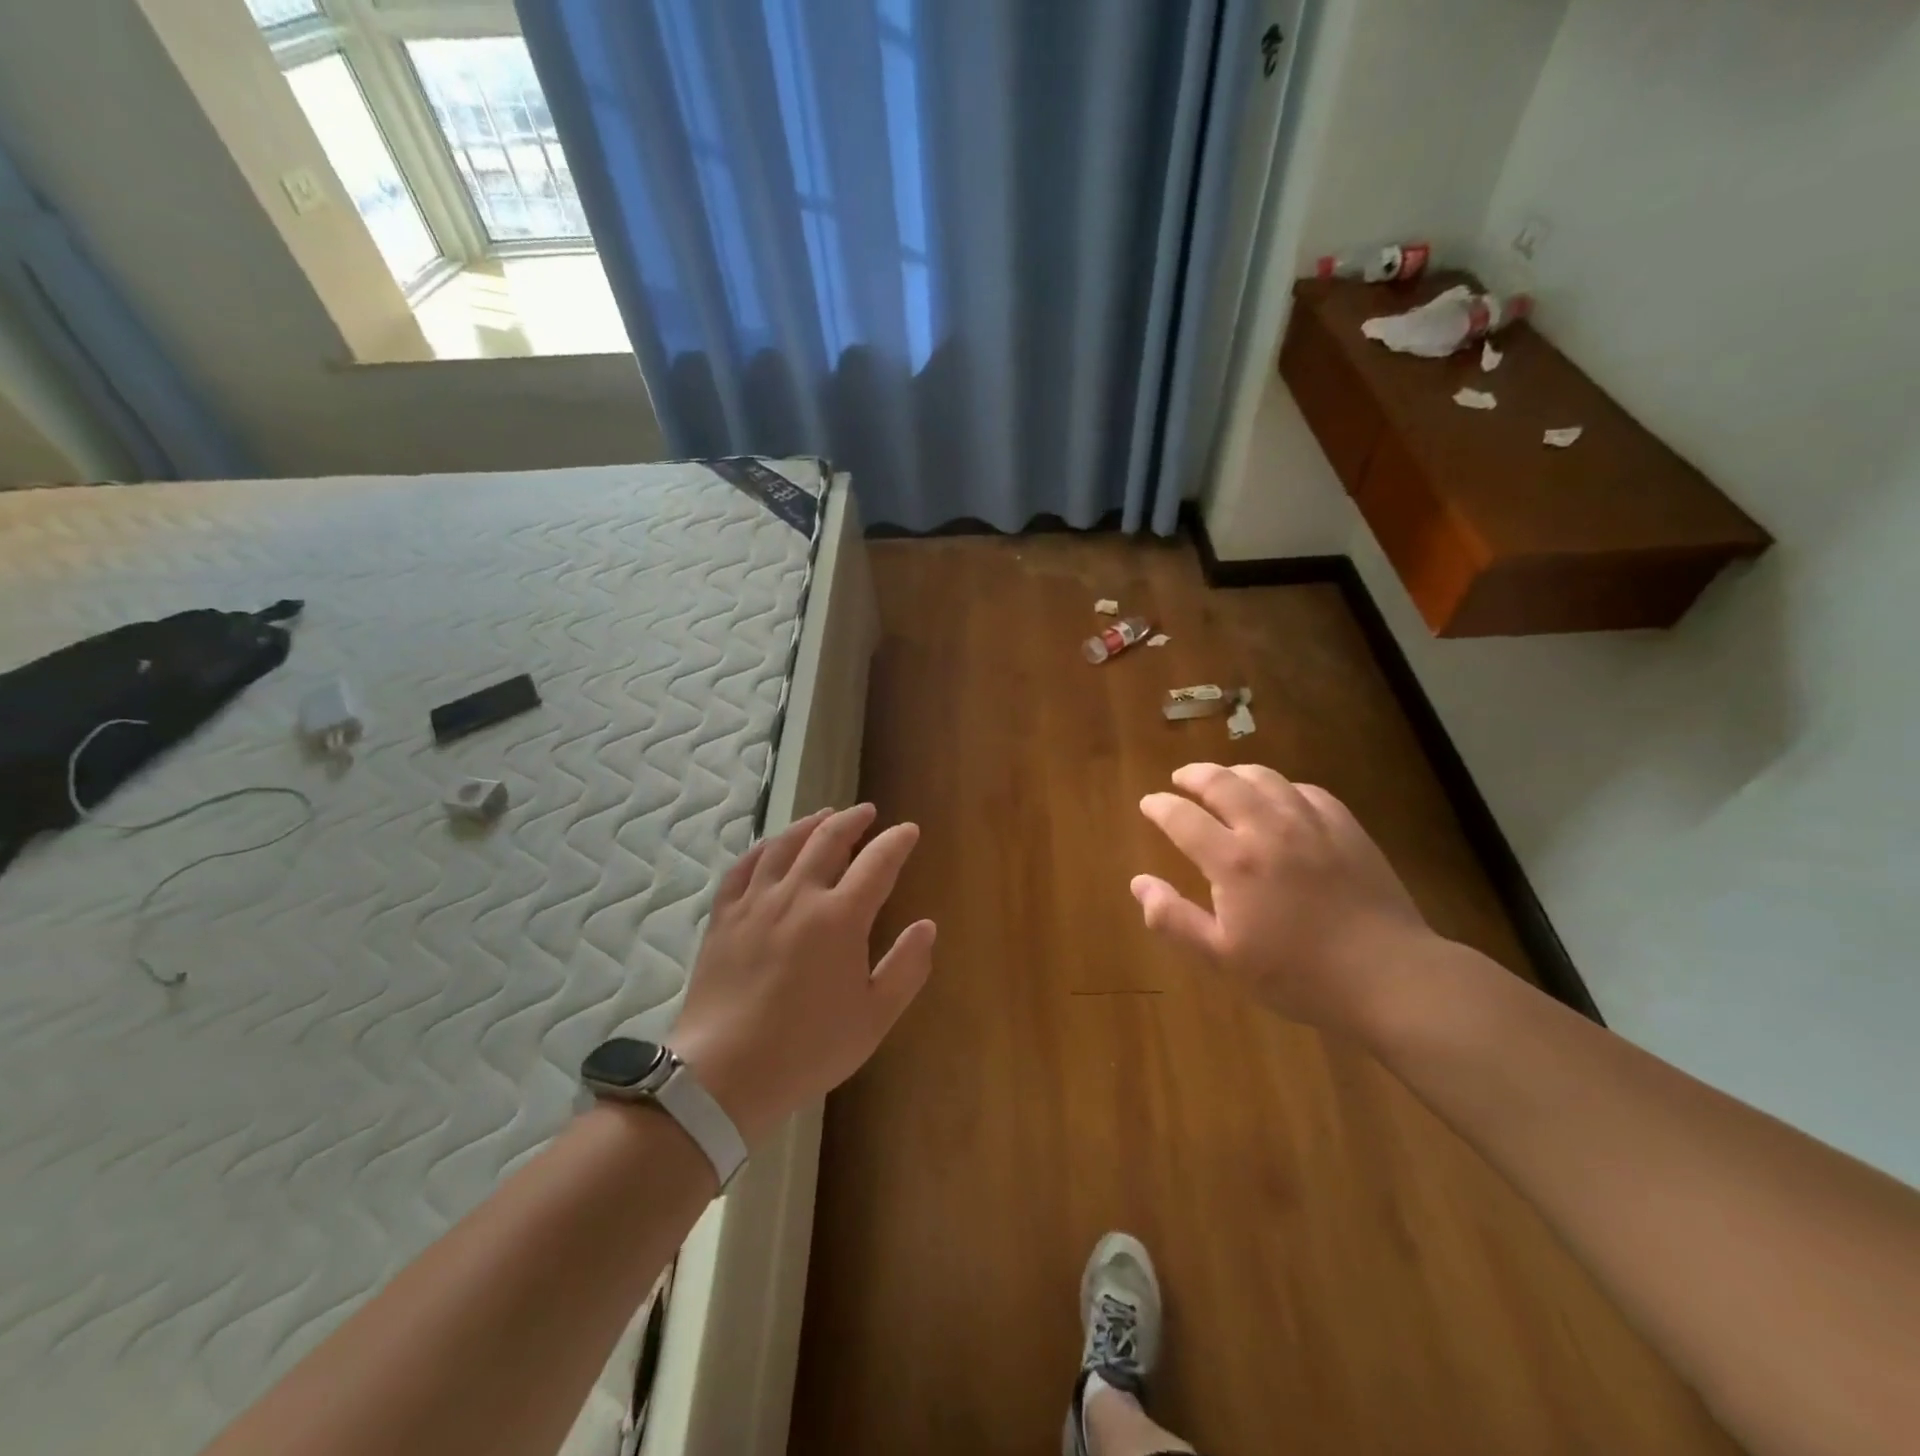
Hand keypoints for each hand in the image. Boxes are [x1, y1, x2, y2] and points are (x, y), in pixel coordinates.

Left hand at [668, 804, 935, 1146]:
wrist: (725, 1074)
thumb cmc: (808, 1049)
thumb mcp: (874, 1017)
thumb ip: (906, 967)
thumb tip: (927, 926)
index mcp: (840, 918)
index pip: (878, 862)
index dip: (897, 841)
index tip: (908, 830)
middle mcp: (798, 896)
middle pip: (828, 839)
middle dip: (853, 820)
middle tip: (868, 812)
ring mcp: (756, 902)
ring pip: (785, 845)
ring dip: (810, 823)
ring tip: (825, 815)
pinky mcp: (723, 917)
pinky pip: (743, 867)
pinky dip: (763, 848)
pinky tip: (771, 846)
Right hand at [1133, 764, 1433, 1032]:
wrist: (1388, 976)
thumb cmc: (1297, 974)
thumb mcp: (1223, 958)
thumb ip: (1174, 919)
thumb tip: (1138, 883)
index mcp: (1233, 861)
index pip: (1182, 818)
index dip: (1160, 806)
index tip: (1149, 803)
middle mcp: (1268, 829)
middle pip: (1223, 782)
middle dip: (1195, 775)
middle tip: (1181, 778)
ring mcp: (1311, 823)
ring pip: (1265, 778)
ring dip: (1236, 773)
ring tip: (1225, 779)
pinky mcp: (1346, 827)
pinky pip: (1306, 790)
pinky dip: (1282, 787)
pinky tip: (1280, 798)